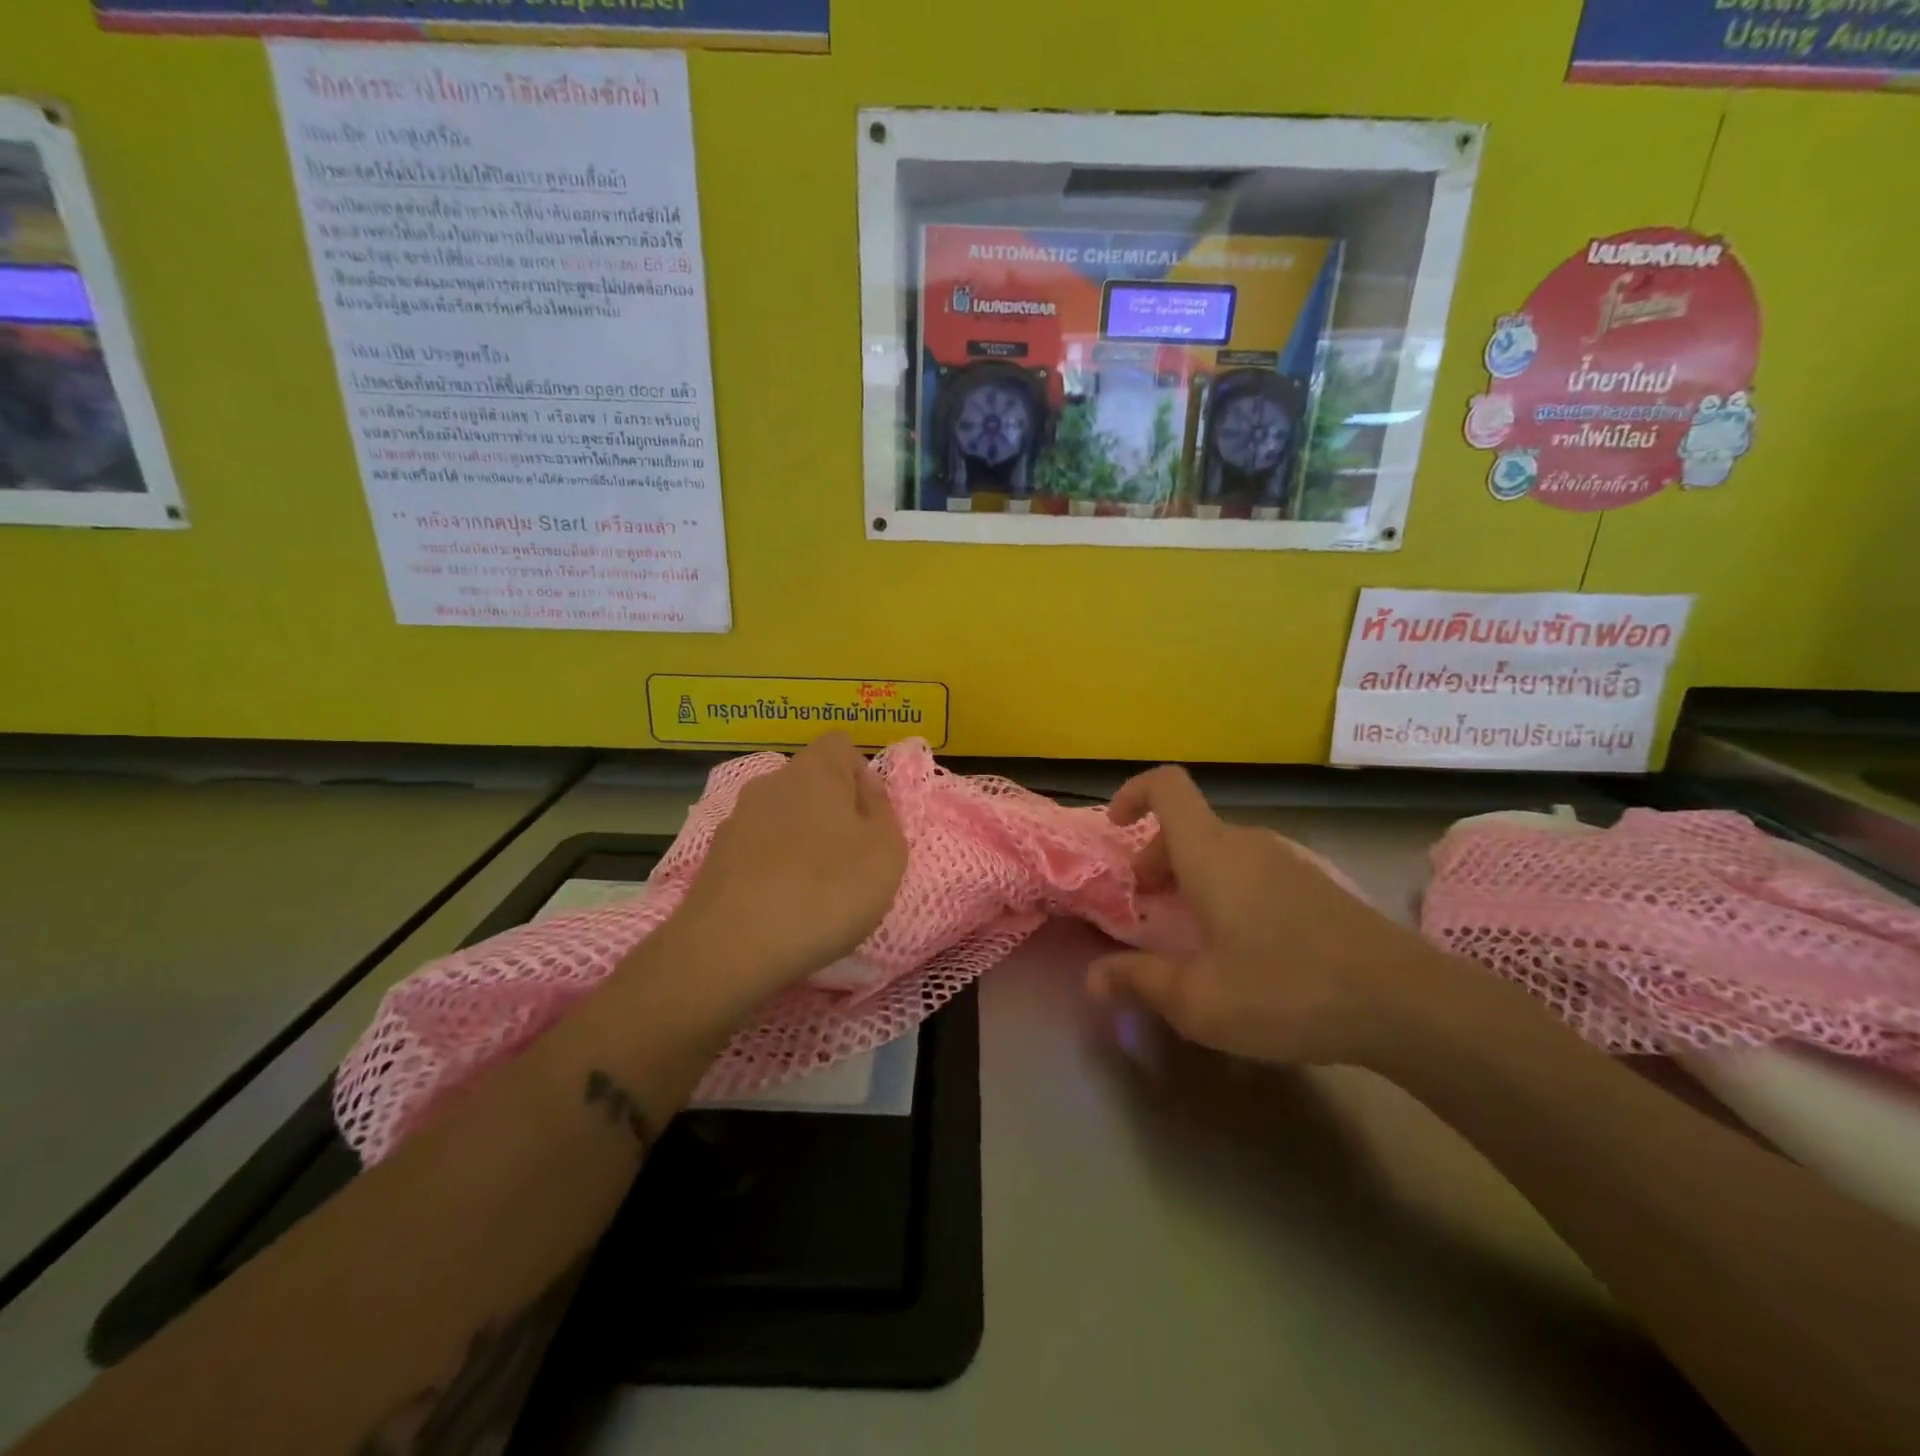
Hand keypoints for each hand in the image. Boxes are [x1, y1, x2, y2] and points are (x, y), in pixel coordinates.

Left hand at [666, 732, 906, 996]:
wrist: (732, 947)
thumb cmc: (826, 891)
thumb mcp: (886, 851)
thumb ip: (882, 810)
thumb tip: (865, 788)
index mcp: (815, 771)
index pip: (840, 744)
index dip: (860, 774)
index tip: (870, 818)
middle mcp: (770, 783)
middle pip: (811, 782)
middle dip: (833, 811)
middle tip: (851, 859)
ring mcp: (736, 819)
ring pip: (782, 817)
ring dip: (802, 840)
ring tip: (814, 890)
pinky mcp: (715, 858)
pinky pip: (758, 849)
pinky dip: (773, 867)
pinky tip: (780, 906)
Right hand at [1089, 766, 1448, 1067]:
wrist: (1404, 1002)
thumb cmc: (1285, 989)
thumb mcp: (1198, 999)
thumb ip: (1139, 982)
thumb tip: (1091, 979)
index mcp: (1211, 853)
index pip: (1167, 786)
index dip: (1134, 793)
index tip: (1117, 828)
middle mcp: (1248, 843)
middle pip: (1190, 827)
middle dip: (1158, 858)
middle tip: (1149, 905)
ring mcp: (1289, 860)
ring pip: (1222, 850)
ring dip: (1193, 877)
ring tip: (1192, 931)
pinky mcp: (1317, 884)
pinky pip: (1254, 869)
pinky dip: (1228, 889)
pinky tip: (1243, 945)